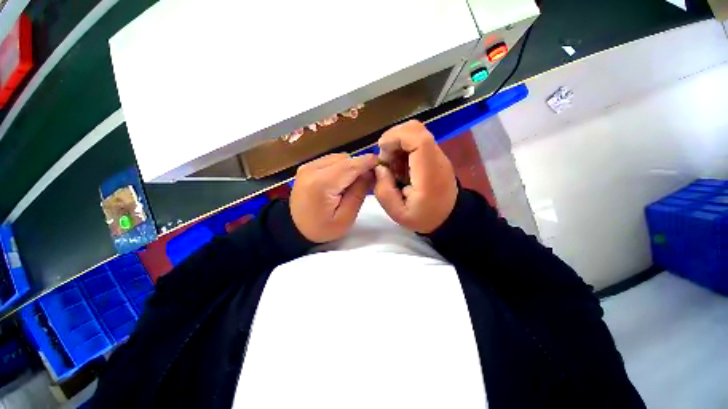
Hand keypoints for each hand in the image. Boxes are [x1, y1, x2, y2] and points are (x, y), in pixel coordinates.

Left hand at [290, 153, 377, 242]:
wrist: (294, 228)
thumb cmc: (321, 228)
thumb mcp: (345, 217)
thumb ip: (359, 193)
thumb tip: (370, 173)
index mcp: (322, 183)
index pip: (350, 166)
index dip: (368, 162)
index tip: (381, 163)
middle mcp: (312, 169)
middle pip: (345, 159)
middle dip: (359, 166)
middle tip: (367, 180)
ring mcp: (308, 166)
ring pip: (338, 157)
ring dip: (349, 167)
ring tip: (352, 183)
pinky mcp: (307, 166)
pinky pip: (330, 161)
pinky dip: (340, 167)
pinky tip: (340, 181)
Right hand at [374, 120, 456, 233]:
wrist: (449, 217)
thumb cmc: (423, 217)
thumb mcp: (397, 213)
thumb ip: (384, 191)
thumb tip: (379, 167)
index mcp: (429, 174)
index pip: (418, 138)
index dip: (396, 137)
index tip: (382, 151)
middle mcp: (437, 159)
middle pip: (416, 128)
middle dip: (393, 139)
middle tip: (386, 160)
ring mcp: (438, 155)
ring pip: (415, 132)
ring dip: (397, 143)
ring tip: (392, 164)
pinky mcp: (435, 155)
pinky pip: (417, 140)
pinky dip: (403, 147)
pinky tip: (400, 165)